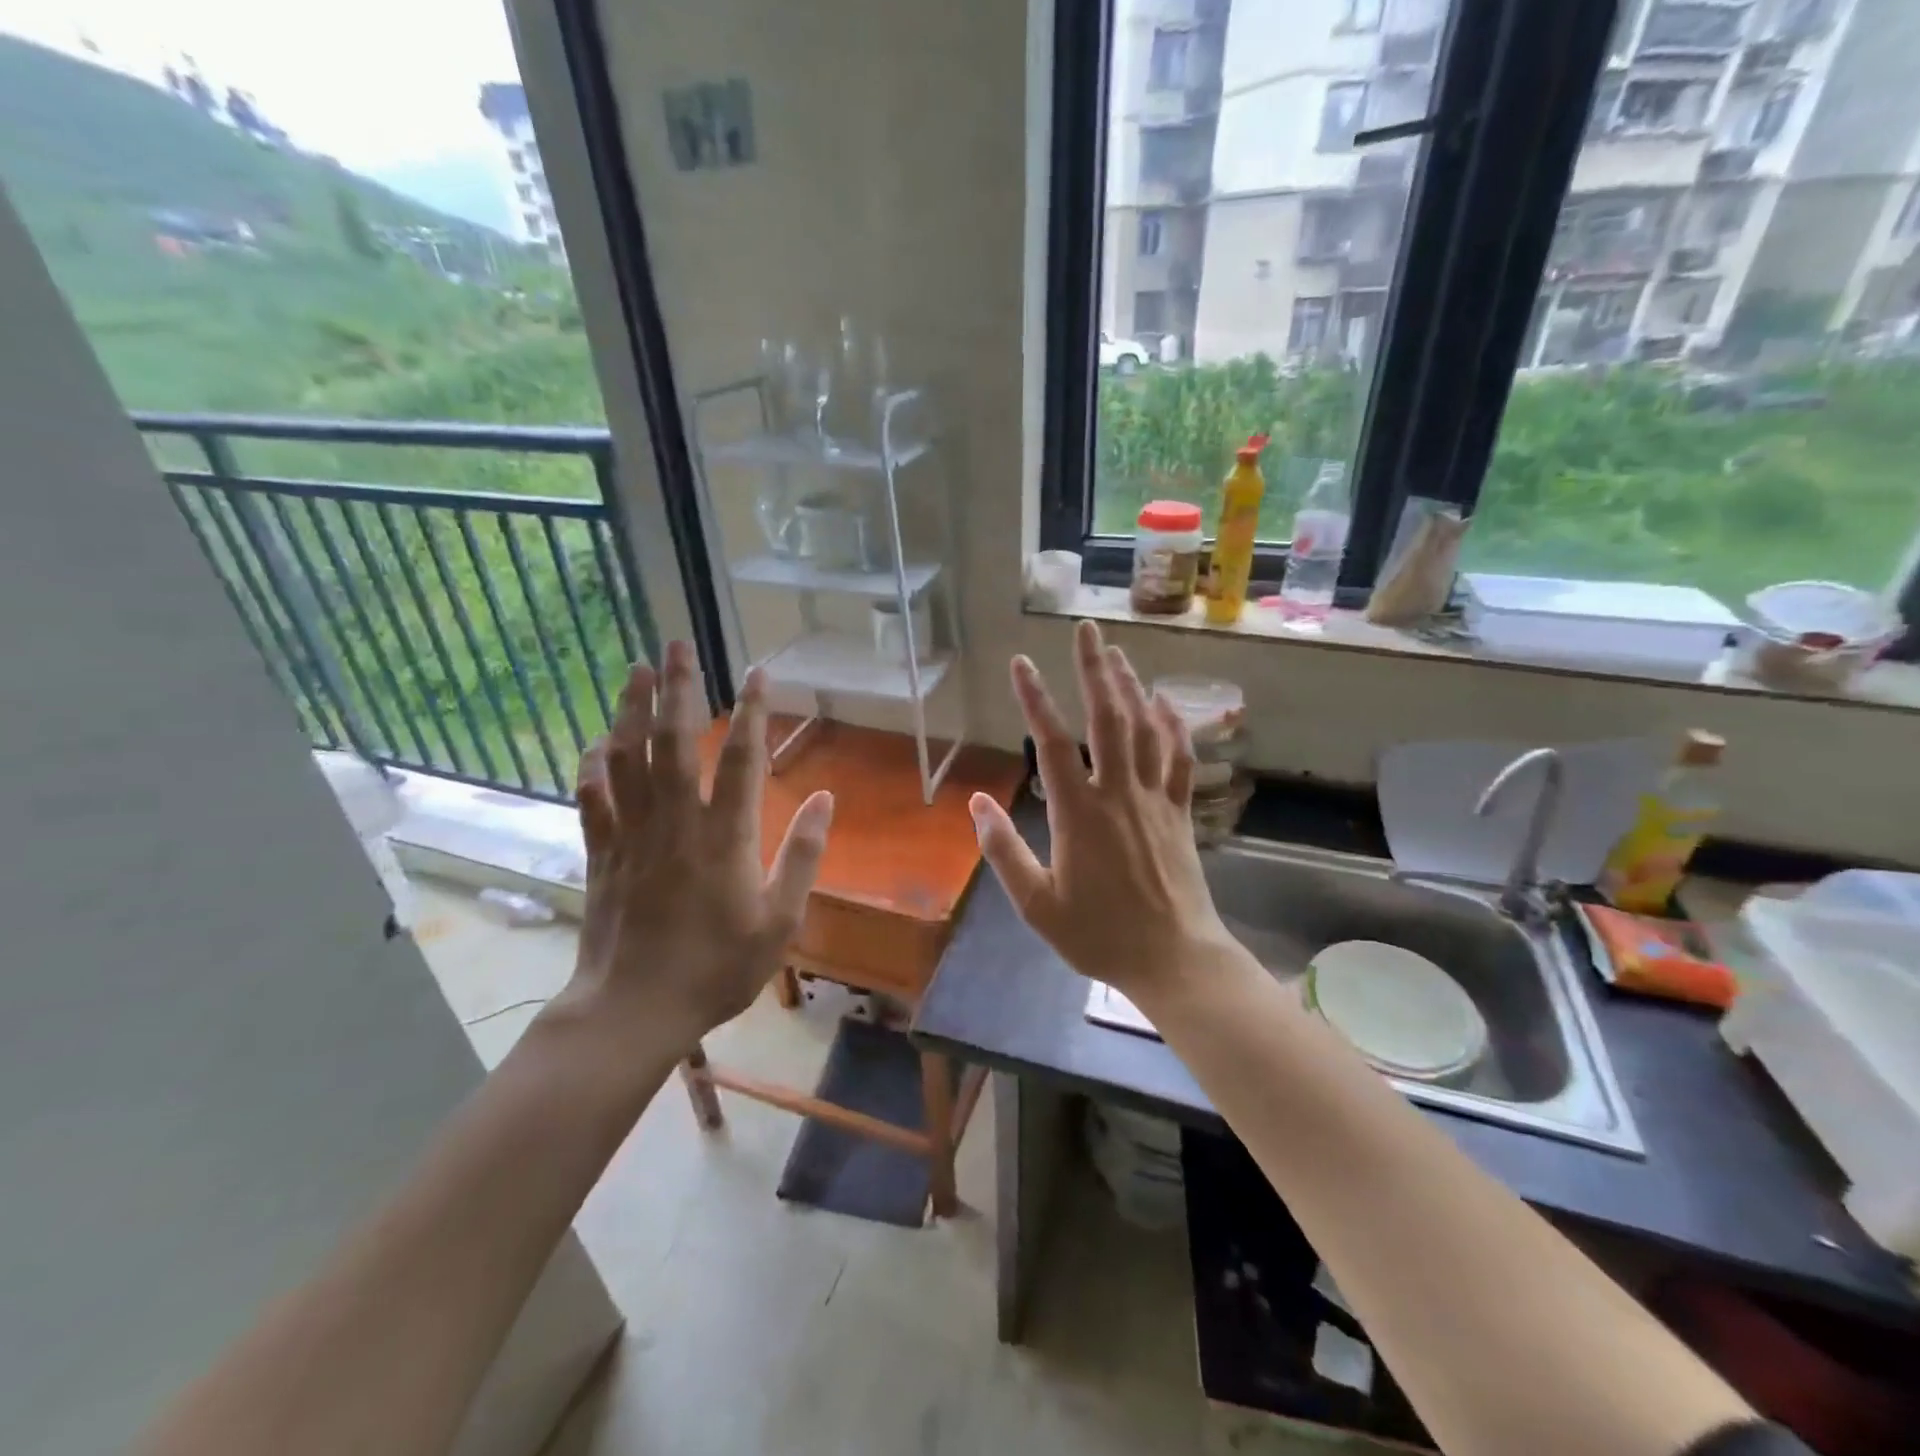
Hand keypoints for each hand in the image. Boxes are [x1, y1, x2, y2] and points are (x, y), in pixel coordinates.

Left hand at [566, 642, 833, 1052]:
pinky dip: (594, 765)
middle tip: (677, 644)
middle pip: (674, 741)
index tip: (757, 673)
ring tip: (636, 669)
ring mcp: (633, 834)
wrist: (634, 1009)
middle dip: (678, 688)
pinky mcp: (603, 853)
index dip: (752, 711)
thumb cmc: (717, 968)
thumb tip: (828, 799)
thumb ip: (803, 855)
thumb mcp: (780, 921)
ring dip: (631, 709)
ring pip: (628, 758)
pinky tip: (597, 741)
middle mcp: (676, 822)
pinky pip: (593, 797)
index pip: (741, 758)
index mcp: (725, 836)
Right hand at [968, 621, 1234, 1002]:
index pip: (1052, 743)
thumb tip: (975, 803)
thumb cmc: (1099, 935)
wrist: (1173, 959)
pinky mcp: (1180, 813)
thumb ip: (1004, 851)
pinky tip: (1167, 703)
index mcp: (1079, 813)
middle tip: (1087, 630)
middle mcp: (1118, 793)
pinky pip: (1181, 760)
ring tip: (1117, 654)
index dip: (1035, 700)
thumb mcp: (1037, 904)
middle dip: (1094, 671)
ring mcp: (1155, 800)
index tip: (1021, 664)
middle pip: (1107, 720)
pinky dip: (1175, 728)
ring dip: (1130, 688)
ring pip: (1145, 731)